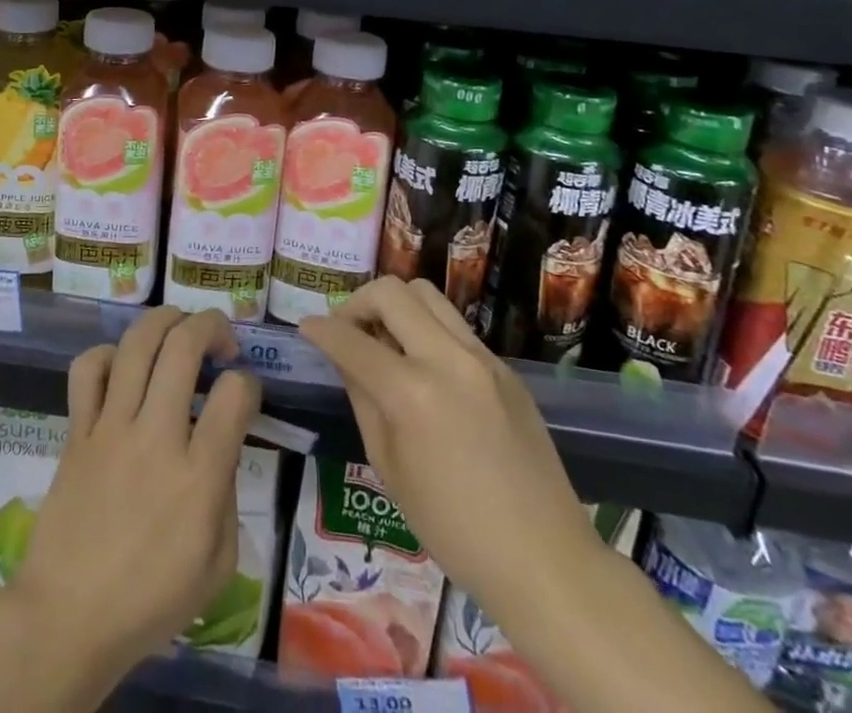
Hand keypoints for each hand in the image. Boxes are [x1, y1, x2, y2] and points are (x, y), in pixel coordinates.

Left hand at [1, 307, 263, 681]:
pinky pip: (88, 369)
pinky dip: (107, 352)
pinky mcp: (78, 430)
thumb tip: (220, 444)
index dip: (248, 382)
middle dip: (210, 325)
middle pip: (184, 346)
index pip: (234, 394)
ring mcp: (111, 427)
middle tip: (220, 338)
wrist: (67, 618)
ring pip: (137, 343)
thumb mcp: (217, 564)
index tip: (244, 392)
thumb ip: (227, 494)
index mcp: (198, 477)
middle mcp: (156, 437)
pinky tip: (122, 364)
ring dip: (164, 319)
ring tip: (178, 327)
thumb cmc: (150, 601)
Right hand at [298, 277, 595, 598]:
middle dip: (358, 303)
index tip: (307, 327)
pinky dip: (427, 331)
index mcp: (413, 393)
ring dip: (396, 307)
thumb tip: (344, 357)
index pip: (351, 339)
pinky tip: (425, 370)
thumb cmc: (453, 528)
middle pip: (392, 292)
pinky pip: (455, 327)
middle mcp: (448, 359)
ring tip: (386, 341)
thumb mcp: (388, 467)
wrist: (544, 560)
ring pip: (427, 295)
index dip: (321, 329)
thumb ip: (362, 399)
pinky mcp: (505, 368)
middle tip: (349, 332)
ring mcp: (482, 358)